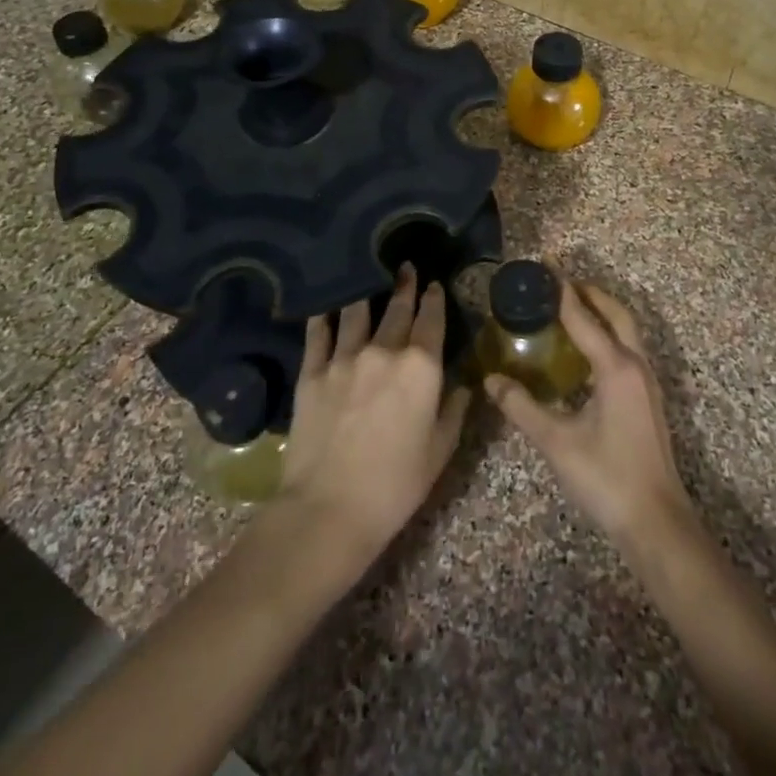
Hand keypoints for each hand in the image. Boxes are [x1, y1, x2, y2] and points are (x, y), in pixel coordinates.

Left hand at [276, 269, 471, 576]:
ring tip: (366, 277)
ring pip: (357, 312)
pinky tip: (325, 305)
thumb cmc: (395, 485)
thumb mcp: (439, 452)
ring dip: (366, 293)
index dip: (434, 298)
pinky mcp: (312, 372)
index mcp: (422, 367)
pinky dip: (324, 316)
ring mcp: (344, 358)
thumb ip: (454, 412)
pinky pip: (319, 333)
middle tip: (405, 268)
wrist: (329, 508)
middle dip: (404, 286)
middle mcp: (384, 350)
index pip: (431, 320)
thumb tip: (463, 385)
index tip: (434, 283)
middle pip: (397, 309)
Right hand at [485, 280, 694, 546]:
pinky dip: (608, 335)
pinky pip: (628, 350)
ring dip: (602, 312)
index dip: (561, 291)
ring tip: (571, 308)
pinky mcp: (648, 399)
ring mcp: (647, 382)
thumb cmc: (606, 478)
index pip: (584, 317)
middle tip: (559, 282)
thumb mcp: (556, 442)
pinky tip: (587, 352)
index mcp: (615, 367)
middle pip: (616, 314)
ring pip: (627, 331)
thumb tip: (491, 381)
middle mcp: (636, 365)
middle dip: (589, 292)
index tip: (544, 266)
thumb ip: (521, 407)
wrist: (656, 522)